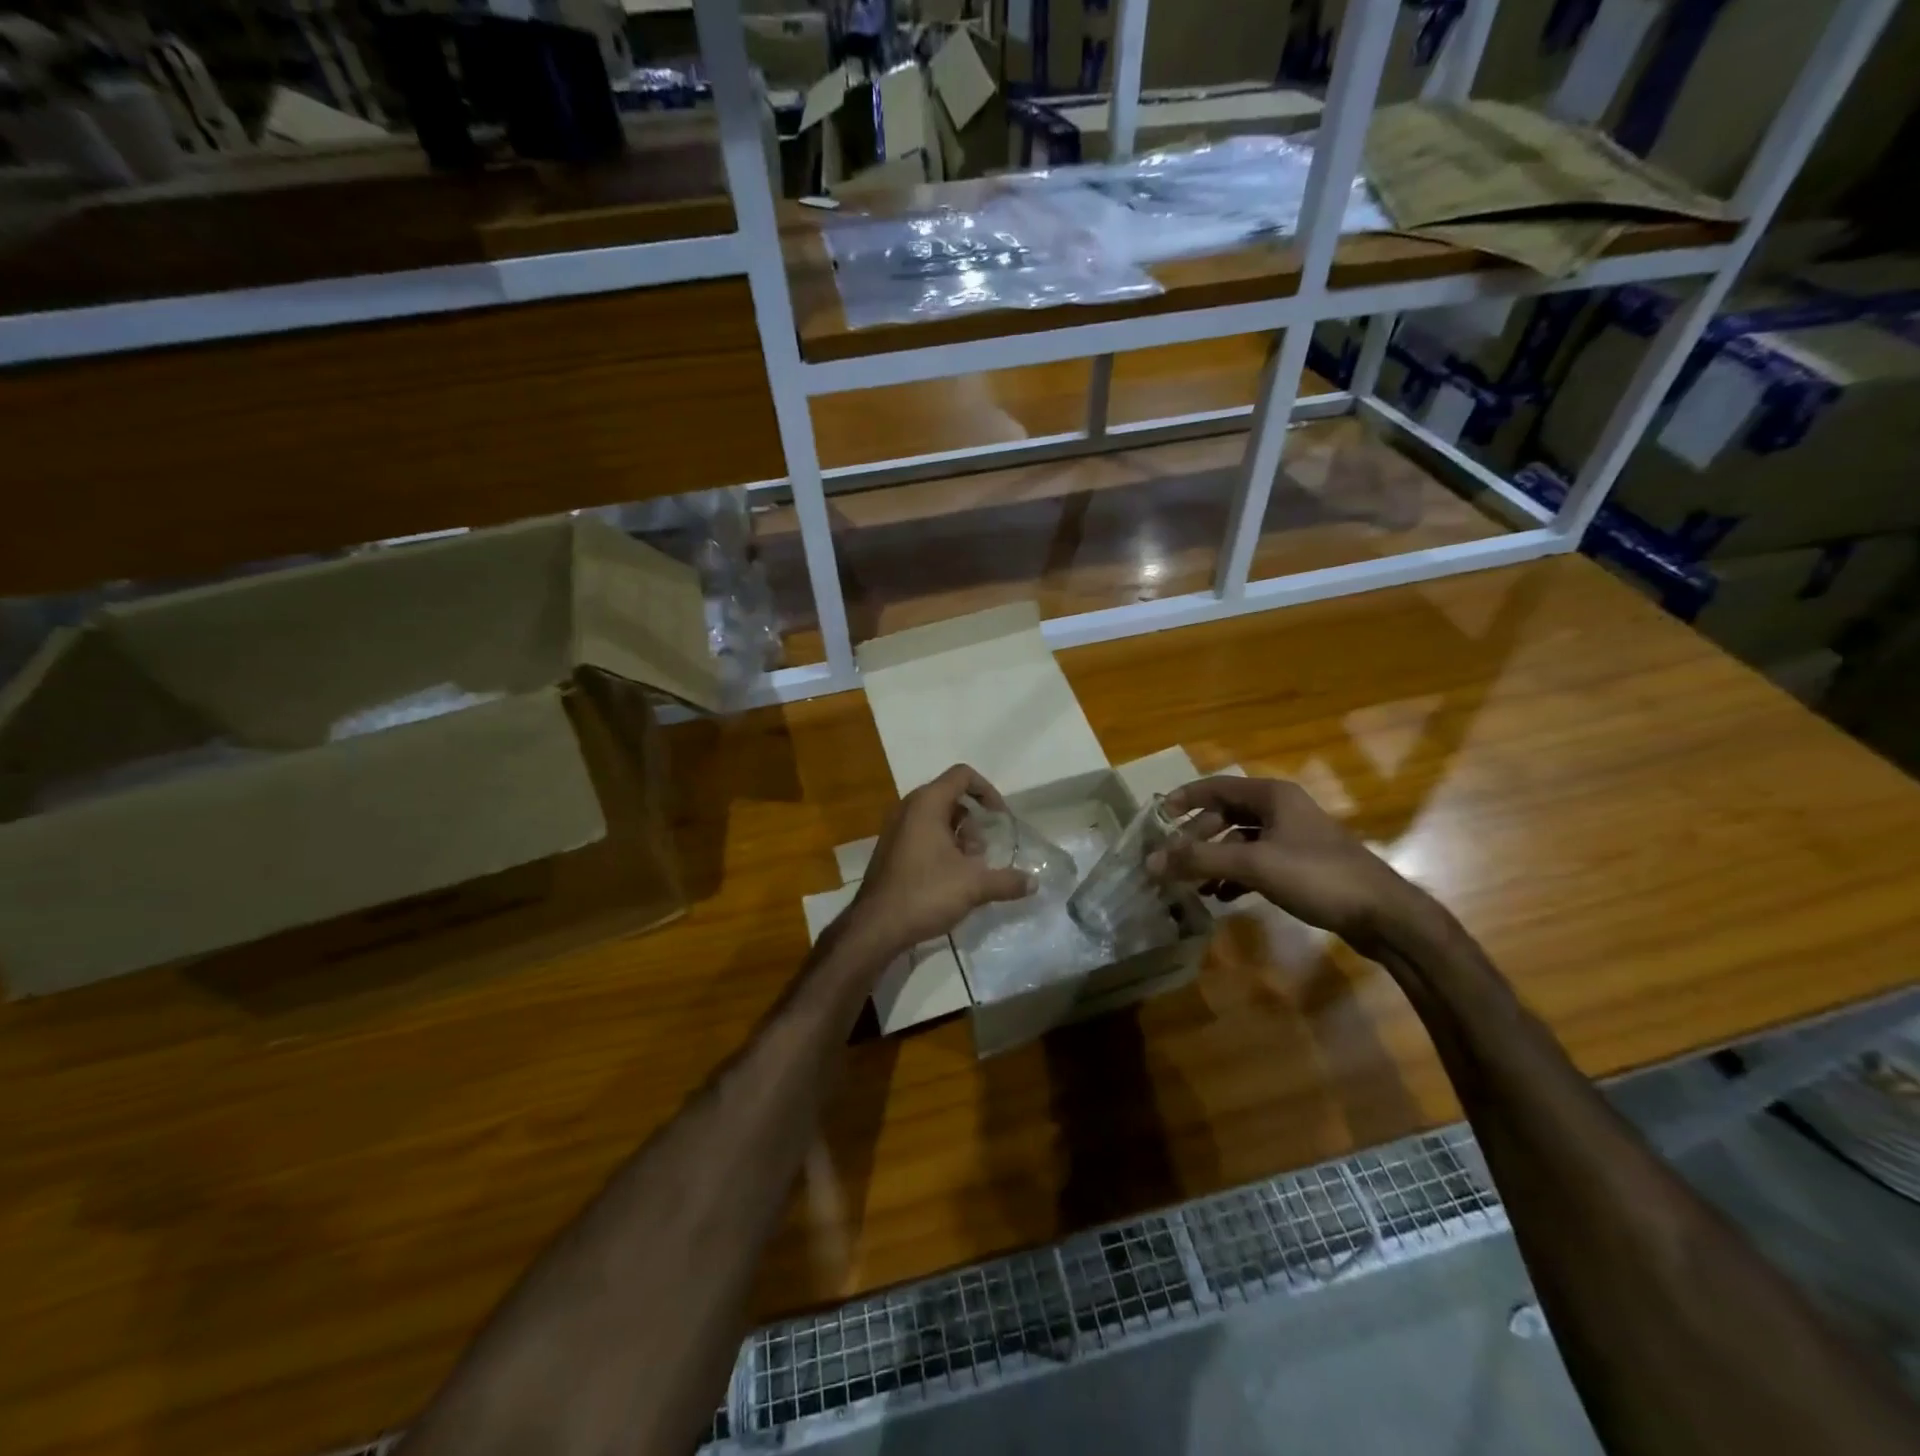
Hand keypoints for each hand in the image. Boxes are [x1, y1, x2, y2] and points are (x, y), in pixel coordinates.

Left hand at [844, 764, 1031, 957]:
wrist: (876, 926)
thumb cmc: (925, 894)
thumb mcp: (974, 886)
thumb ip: (1007, 881)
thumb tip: (1034, 883)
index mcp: (926, 804)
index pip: (962, 775)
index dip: (987, 791)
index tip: (1000, 818)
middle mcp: (908, 808)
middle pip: (951, 798)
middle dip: (973, 823)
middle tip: (981, 853)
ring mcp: (896, 829)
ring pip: (937, 819)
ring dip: (959, 838)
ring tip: (968, 870)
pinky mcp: (891, 849)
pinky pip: (922, 835)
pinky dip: (941, 847)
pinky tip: (950, 879)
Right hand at [1147, 775, 1429, 952]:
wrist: (1384, 915)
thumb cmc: (1317, 876)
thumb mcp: (1253, 864)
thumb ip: (1200, 860)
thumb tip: (1150, 861)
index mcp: (1272, 796)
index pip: (1216, 786)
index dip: (1184, 798)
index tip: (1157, 817)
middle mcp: (1282, 810)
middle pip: (1226, 814)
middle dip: (1197, 836)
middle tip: (1173, 858)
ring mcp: (1293, 838)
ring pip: (1240, 840)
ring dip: (1214, 859)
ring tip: (1193, 883)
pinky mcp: (1302, 865)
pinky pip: (1256, 862)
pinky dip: (1235, 875)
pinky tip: (1222, 896)